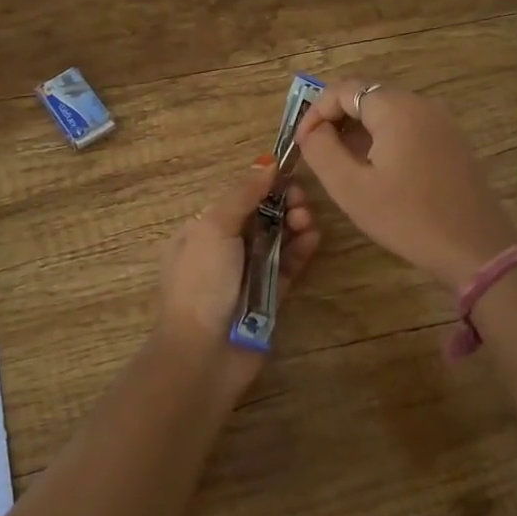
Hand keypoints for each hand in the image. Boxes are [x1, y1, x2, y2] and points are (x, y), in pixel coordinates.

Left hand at [154, 157, 321, 358]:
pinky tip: (314, 238)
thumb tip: (266, 163)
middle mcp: (223, 249)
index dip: (263, 185)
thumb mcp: (213, 227)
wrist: (203, 353)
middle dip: (282, 204)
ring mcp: (247, 274)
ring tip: (308, 221)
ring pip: (277, 240)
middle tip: (301, 202)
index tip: (288, 174)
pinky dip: (301, 251)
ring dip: (295, 225)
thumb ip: (242, 194)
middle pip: (260, 217)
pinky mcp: (269, 296)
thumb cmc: (202, 282)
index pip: (237, 198)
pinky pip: (288, 267)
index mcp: (202, 230)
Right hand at [296, 79, 516, 290]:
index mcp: (396, 108)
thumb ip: (322, 151)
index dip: (315, 112)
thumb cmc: (407, 218)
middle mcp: (422, 104)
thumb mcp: (351, 188)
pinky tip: (377, 170)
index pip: (343, 89)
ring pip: (388, 111)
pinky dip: (384, 138)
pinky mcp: (453, 141)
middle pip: (367, 95)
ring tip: (342, 163)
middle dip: (336, 119)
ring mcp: (442, 122)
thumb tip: (311, 131)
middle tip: (317, 152)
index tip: (301, 143)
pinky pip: (409, 126)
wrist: (476, 249)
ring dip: (359, 129)